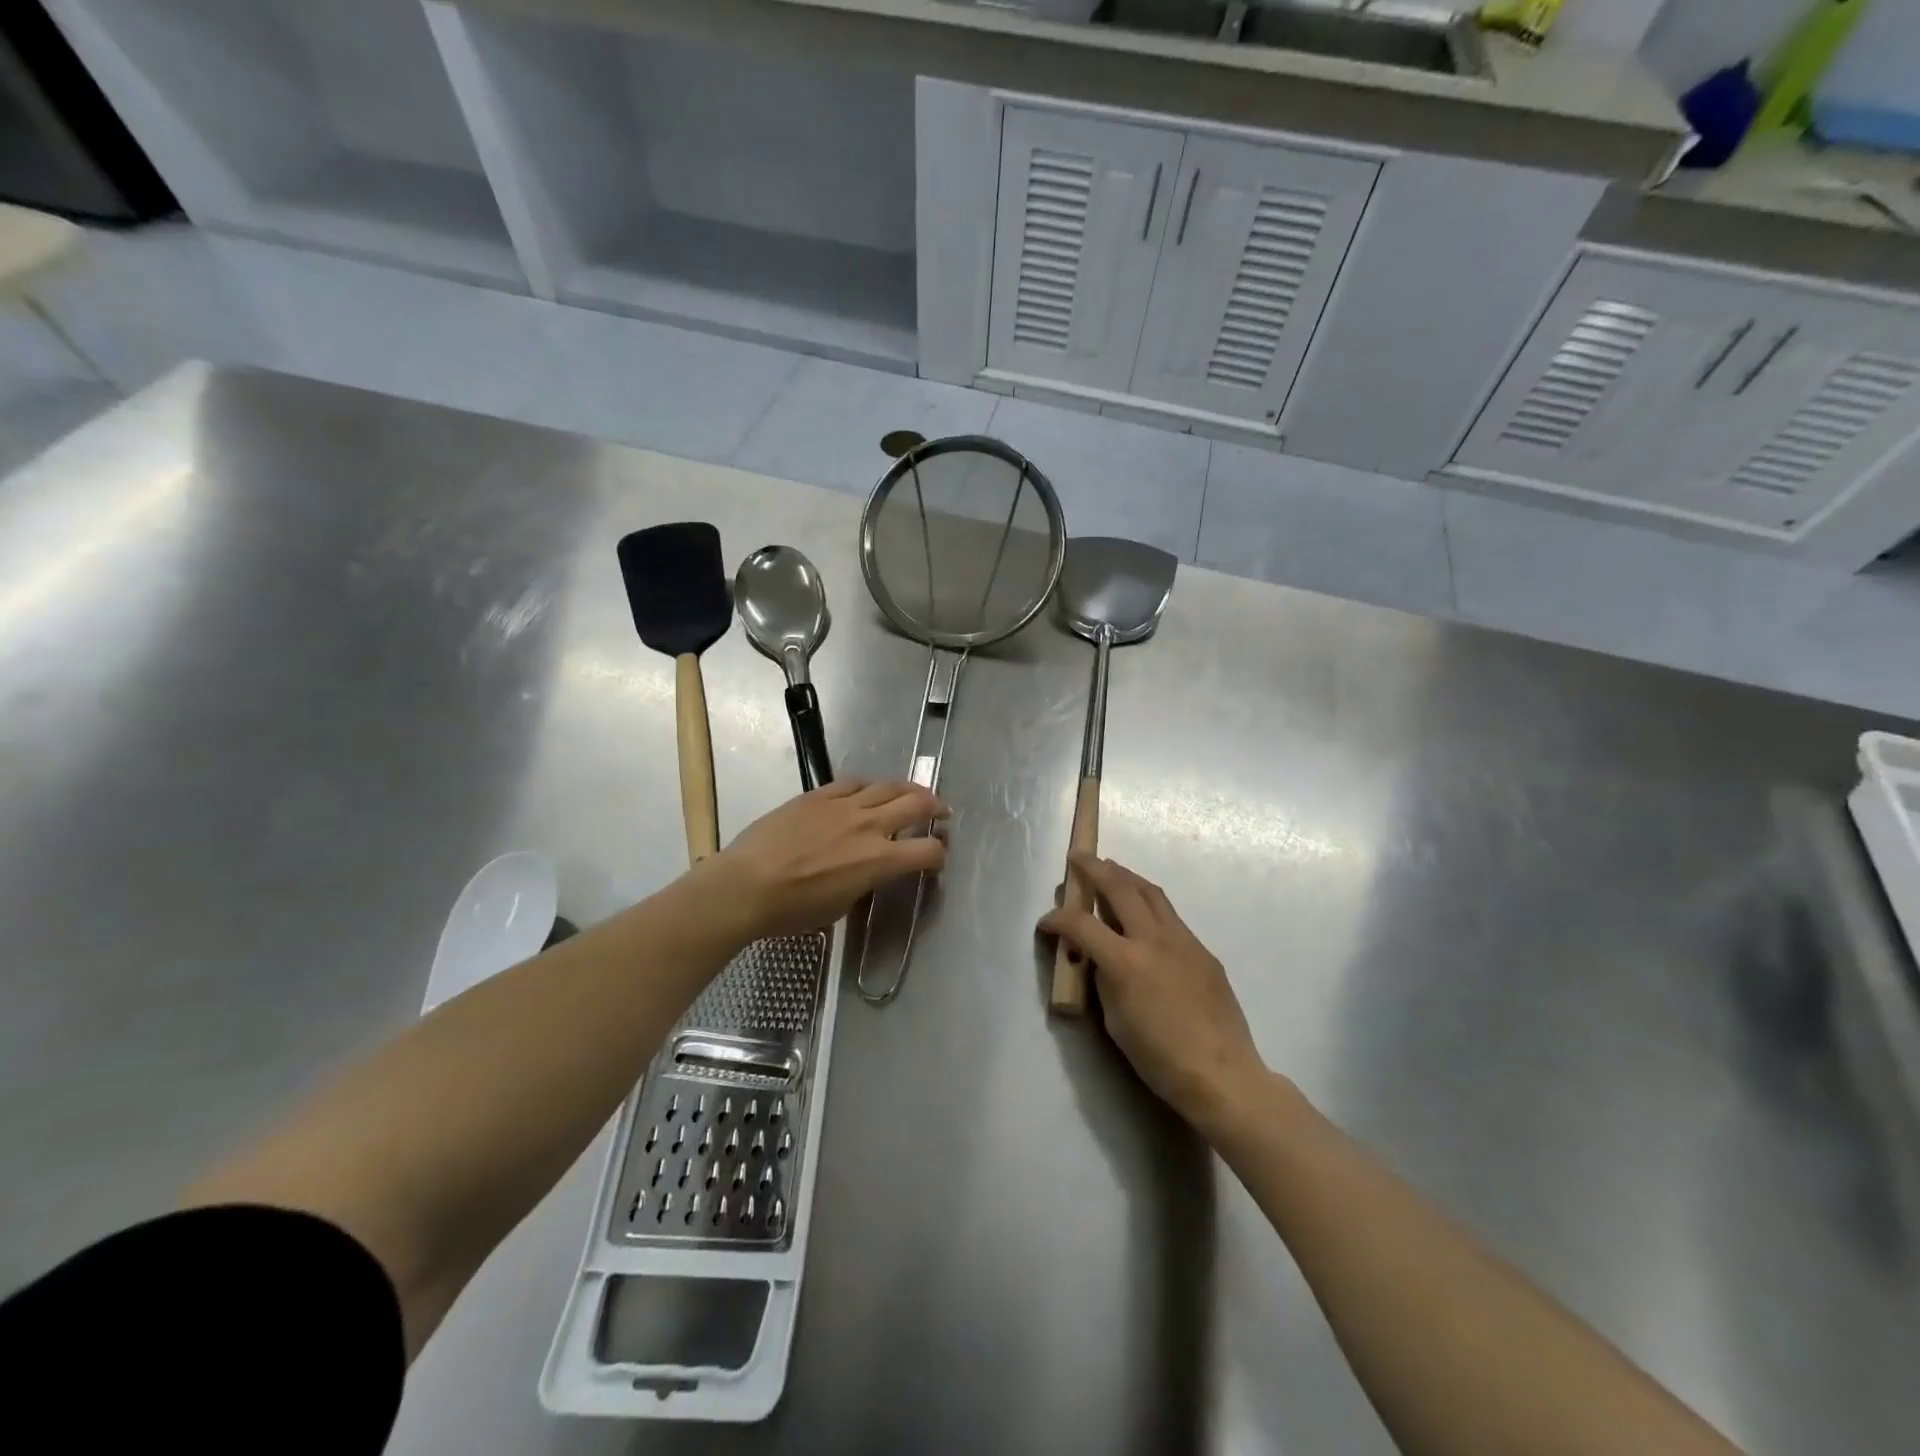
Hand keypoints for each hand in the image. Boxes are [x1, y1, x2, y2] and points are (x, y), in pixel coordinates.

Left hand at [710, 779, 949, 938]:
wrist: (745, 886)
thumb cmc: (792, 910)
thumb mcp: (840, 906)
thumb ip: (864, 882)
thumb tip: (870, 871)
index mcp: (879, 860)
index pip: (927, 851)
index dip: (939, 856)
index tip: (935, 861)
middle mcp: (869, 826)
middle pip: (917, 805)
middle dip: (936, 808)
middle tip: (942, 812)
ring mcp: (843, 806)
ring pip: (888, 786)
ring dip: (907, 790)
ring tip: (912, 794)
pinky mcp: (818, 796)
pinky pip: (852, 782)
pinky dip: (868, 786)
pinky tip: (867, 791)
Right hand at [1039, 853, 1265, 1133]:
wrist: (1222, 1074)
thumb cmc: (1159, 1057)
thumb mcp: (1114, 1020)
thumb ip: (1103, 978)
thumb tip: (1097, 957)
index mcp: (1125, 961)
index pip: (1081, 924)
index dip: (1058, 918)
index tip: (1046, 922)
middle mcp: (1154, 939)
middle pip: (1120, 888)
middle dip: (1096, 869)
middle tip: (1080, 858)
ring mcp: (1183, 940)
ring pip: (1151, 893)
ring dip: (1126, 876)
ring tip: (1111, 870)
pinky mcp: (1203, 950)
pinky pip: (1171, 916)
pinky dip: (1149, 903)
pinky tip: (1143, 914)